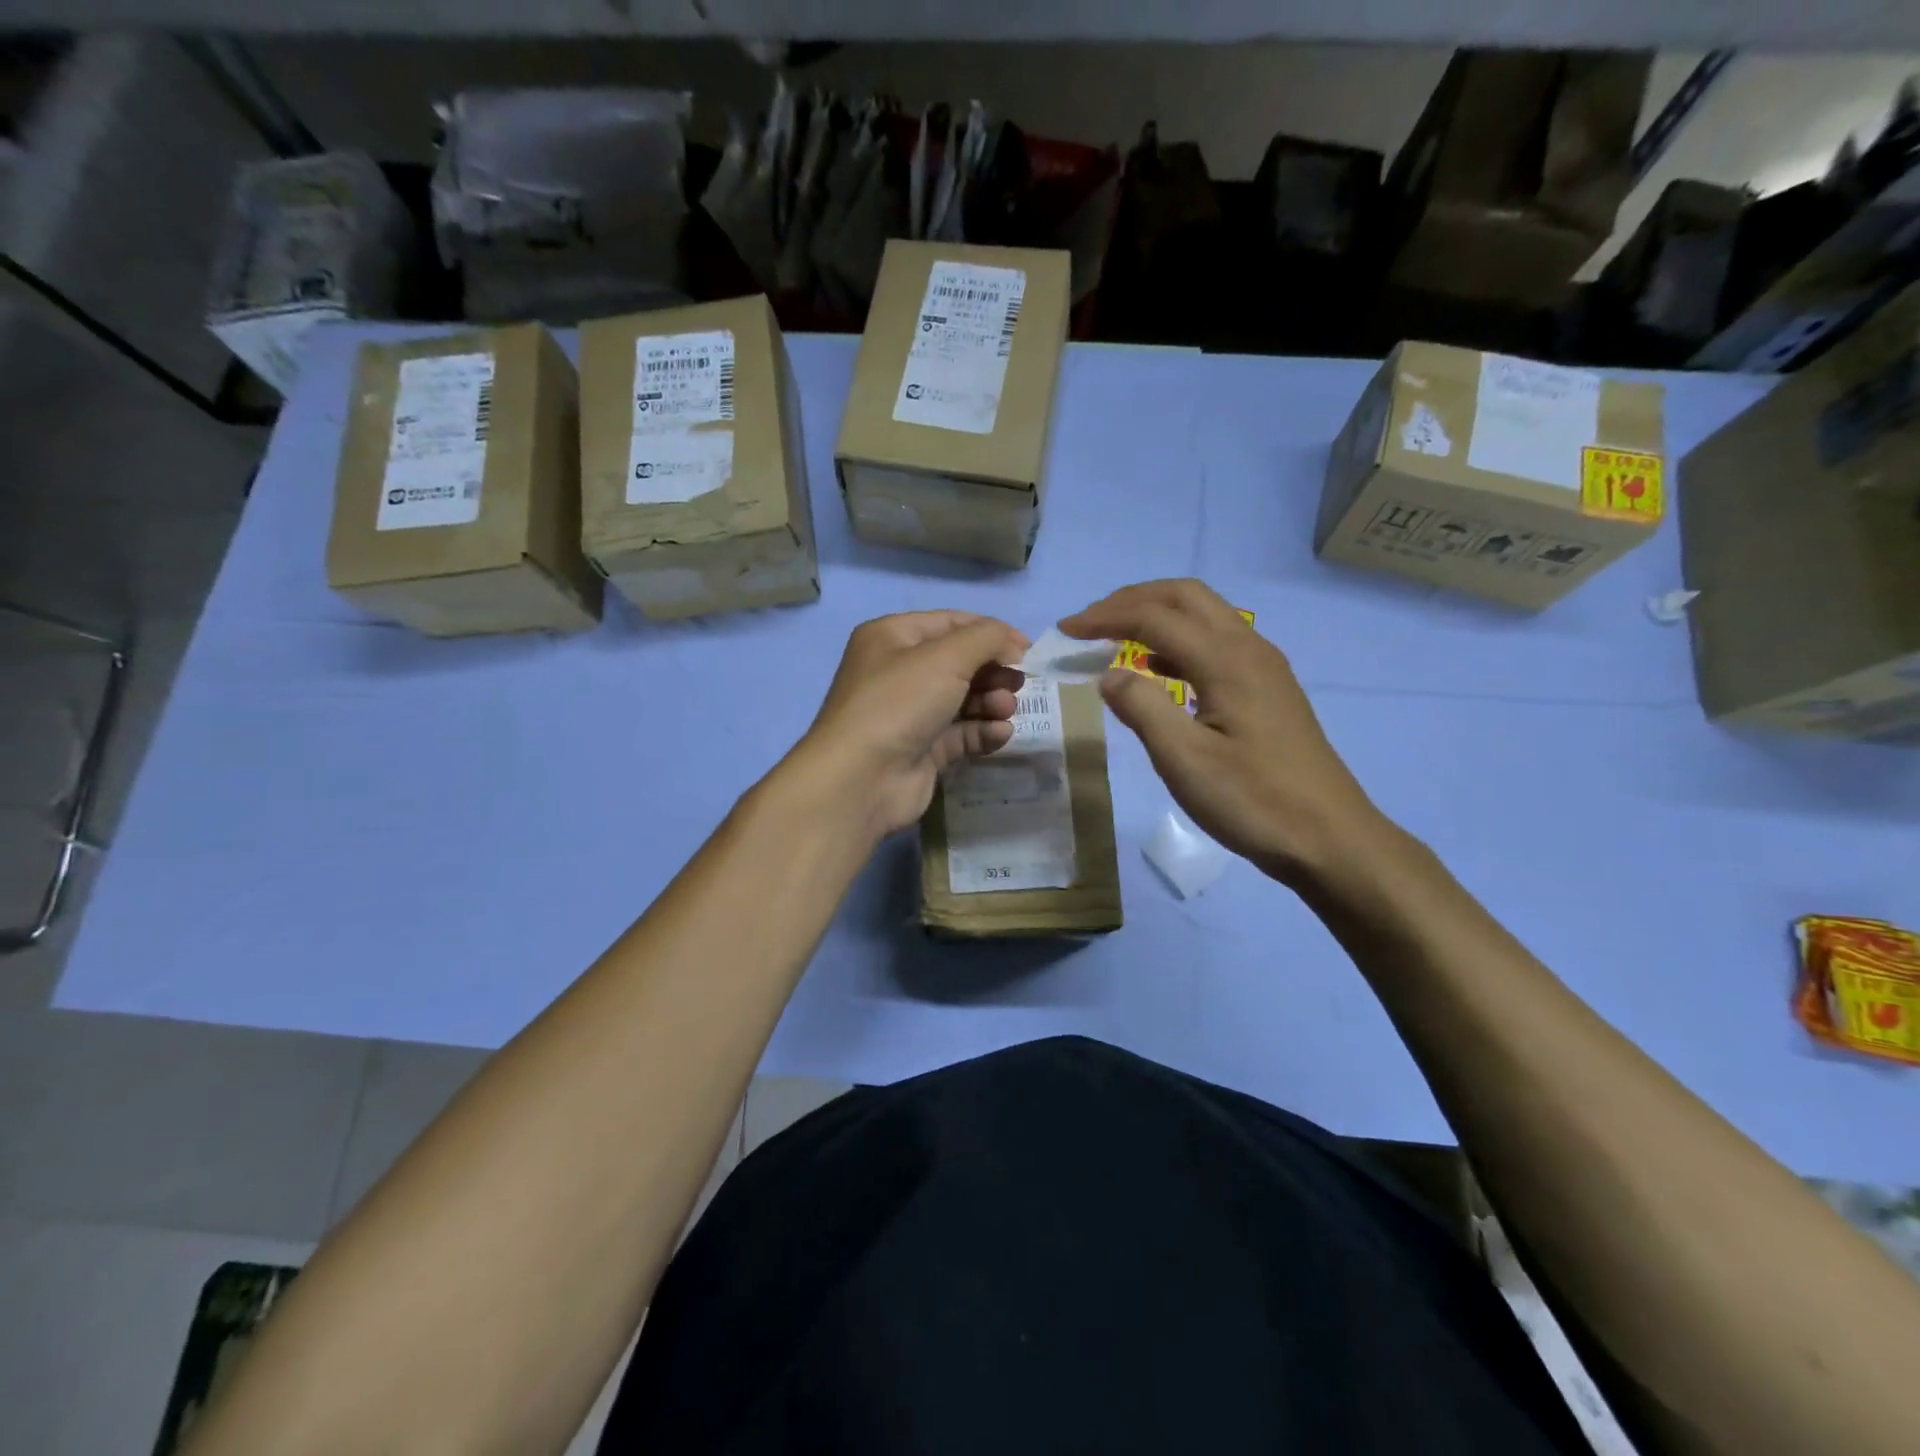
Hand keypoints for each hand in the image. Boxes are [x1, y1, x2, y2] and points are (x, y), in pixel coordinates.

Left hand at [789, 611, 1028, 840]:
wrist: (862, 778)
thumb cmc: (900, 702)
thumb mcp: (947, 656)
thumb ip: (988, 639)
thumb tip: (1014, 644)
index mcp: (892, 638)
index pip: (950, 623)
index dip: (990, 632)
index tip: (1027, 648)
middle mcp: (898, 672)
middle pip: (960, 663)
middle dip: (993, 671)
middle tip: (1018, 683)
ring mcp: (910, 714)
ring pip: (963, 700)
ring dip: (991, 702)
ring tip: (1005, 710)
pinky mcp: (922, 751)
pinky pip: (961, 734)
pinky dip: (983, 731)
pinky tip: (999, 734)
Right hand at [1059, 579, 1389, 888]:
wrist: (1330, 838)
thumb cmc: (1253, 801)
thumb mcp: (1185, 760)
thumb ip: (1142, 709)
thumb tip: (1108, 674)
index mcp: (1227, 660)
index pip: (1155, 617)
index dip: (1105, 618)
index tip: (1066, 631)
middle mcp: (1249, 648)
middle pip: (1185, 597)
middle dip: (1131, 600)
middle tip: (1090, 622)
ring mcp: (1264, 666)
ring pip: (1204, 615)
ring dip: (1156, 614)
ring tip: (1115, 636)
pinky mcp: (1269, 687)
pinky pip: (1217, 641)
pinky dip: (1178, 640)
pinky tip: (1158, 668)